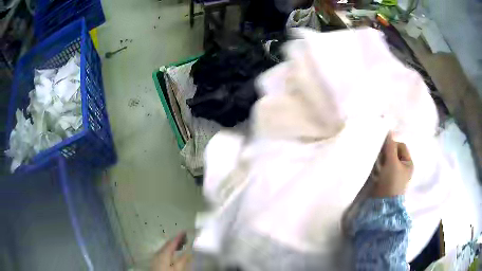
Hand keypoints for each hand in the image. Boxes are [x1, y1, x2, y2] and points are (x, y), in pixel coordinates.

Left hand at [151, 232, 191, 270]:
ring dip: (173, 245)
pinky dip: (170, 250)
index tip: (185, 231)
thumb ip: (183, 259)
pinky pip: (163, 252)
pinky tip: (173, 253)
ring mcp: (156, 257)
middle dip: (176, 240)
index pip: (172, 242)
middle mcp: (158, 253)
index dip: (179, 236)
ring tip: (181, 244)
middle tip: (185, 237)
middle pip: (167, 244)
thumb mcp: (178, 268)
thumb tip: (190, 250)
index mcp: (164, 253)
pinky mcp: (156, 261)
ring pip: (165, 248)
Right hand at [371, 132, 413, 197]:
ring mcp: (394, 174)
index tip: (384, 151)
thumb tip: (388, 130)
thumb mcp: (392, 162)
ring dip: (380, 161)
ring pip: (386, 160)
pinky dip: (377, 168)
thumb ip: (390, 146)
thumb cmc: (391, 182)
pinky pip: (381, 168)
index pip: (400, 146)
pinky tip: (374, 172)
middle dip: (385, 154)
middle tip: (379, 159)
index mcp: (408, 163)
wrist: (382, 205)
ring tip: (376, 167)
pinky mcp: (385, 180)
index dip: (392, 145)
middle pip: (393, 152)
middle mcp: (402, 167)